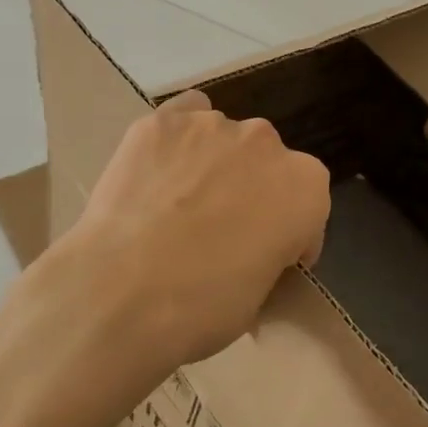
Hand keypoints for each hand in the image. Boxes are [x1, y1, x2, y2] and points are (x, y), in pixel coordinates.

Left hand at [43, 91, 330, 378]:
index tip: (267, 258)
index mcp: (305, 187)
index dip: (289, 235)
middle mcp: (267, 142)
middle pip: (266, 164)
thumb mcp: (259, 297)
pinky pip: (181, 119)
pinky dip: (176, 141)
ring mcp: (212, 125)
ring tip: (178, 203)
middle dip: (250, 191)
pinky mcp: (162, 121)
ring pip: (223, 138)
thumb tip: (249, 252)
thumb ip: (269, 255)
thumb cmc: (202, 307)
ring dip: (213, 164)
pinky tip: (157, 171)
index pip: (307, 205)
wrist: (120, 294)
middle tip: (219, 230)